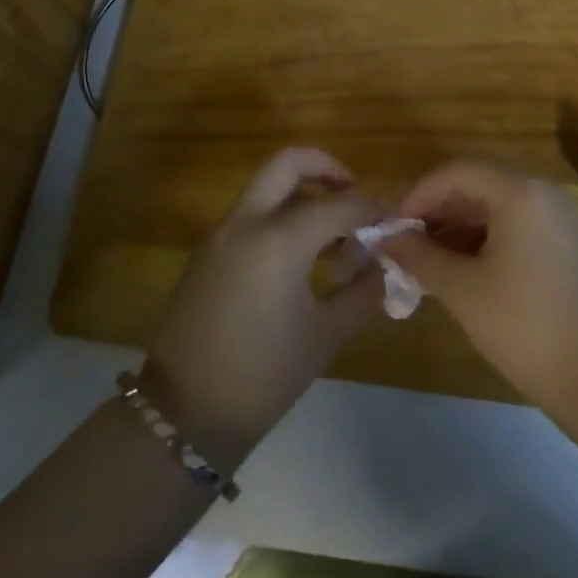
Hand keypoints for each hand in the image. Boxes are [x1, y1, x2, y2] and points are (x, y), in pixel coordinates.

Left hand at [143, 148, 384, 468]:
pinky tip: (302, 257)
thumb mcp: (323, 337)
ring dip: (303, 195)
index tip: (396, 220)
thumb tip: (385, 268)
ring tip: (335, 237)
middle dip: (327, 169)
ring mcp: (221, 232)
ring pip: (267, 187)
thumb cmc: (261, 377)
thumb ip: (361, 294)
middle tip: (354, 197)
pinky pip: (250, 215)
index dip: (373, 208)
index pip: (339, 204)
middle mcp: (246, 221)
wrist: (181, 413)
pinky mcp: (207, 250)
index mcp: (278, 238)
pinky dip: (280, 217)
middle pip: (288, 164)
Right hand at [378, 163, 577, 417]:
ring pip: (497, 207)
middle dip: (438, 213)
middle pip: (477, 185)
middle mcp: (543, 192)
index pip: (456, 173)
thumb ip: (420, 257)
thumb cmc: (527, 328)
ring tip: (429, 264)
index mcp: (519, 191)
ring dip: (460, 228)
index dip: (418, 196)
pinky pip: (518, 225)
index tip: (393, 229)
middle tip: (407, 247)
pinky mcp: (570, 244)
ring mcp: (562, 218)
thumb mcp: (463, 290)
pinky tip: (465, 272)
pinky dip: (487, 240)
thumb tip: (388, 239)